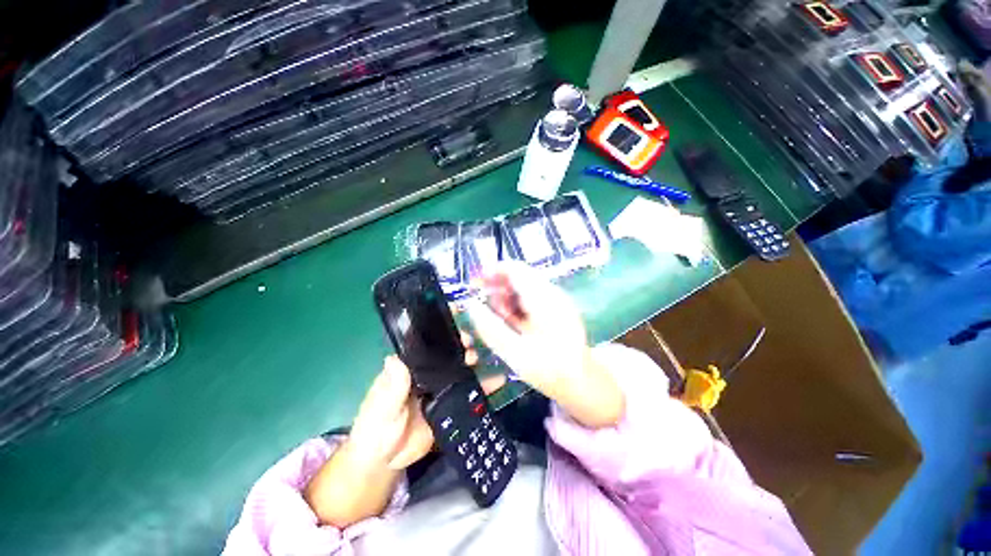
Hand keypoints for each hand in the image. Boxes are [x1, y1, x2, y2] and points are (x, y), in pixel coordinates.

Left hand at [305, 335, 503, 527]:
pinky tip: (498, 381)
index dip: (441, 337)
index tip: (455, 332)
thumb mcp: (381, 408)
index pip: (426, 347)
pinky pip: (468, 393)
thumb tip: (394, 358)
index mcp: (408, 369)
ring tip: (482, 360)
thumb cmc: (375, 428)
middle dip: (460, 348)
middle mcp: (426, 374)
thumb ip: (391, 387)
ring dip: (472, 364)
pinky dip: (483, 388)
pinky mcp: (450, 405)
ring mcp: (440, 389)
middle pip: (446, 356)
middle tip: (470, 348)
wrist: (387, 461)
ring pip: (459, 371)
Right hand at [467, 262, 623, 427]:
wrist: (582, 383)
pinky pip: (531, 296)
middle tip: (483, 305)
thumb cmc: (550, 371)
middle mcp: (552, 293)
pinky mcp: (556, 307)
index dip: (492, 271)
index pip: (516, 269)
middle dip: (497, 286)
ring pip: (524, 286)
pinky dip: (516, 304)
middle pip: (519, 276)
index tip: (475, 284)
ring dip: (506, 296)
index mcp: (544, 300)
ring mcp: (556, 299)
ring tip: (499, 318)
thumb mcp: (515, 354)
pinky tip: (512, 321)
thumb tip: (471, 305)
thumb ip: (491, 328)